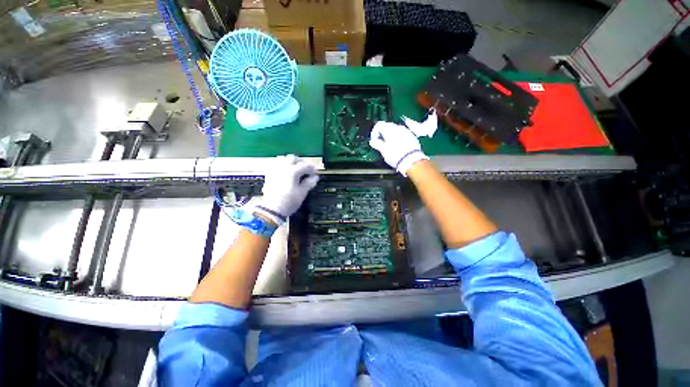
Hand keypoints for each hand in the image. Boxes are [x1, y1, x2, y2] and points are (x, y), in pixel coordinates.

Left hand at [255, 155, 318, 224]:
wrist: (272, 209)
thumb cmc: (289, 202)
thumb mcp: (302, 193)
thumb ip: (309, 183)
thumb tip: (315, 177)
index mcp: (292, 171)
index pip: (305, 165)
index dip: (311, 169)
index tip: (314, 174)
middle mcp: (283, 167)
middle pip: (293, 158)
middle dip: (301, 162)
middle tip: (305, 170)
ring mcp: (274, 170)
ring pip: (283, 159)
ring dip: (291, 162)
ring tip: (295, 170)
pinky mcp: (269, 174)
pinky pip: (276, 164)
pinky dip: (282, 165)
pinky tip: (285, 171)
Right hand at [369, 121, 429, 175]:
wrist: (411, 160)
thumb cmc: (395, 155)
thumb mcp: (383, 150)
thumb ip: (377, 144)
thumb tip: (372, 141)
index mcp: (389, 129)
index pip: (379, 125)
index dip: (374, 132)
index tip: (374, 140)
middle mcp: (398, 127)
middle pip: (388, 126)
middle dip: (382, 133)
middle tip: (380, 142)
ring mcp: (406, 131)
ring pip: (396, 130)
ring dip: (391, 135)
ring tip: (389, 145)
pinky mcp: (412, 136)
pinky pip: (402, 134)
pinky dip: (398, 137)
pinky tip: (398, 146)